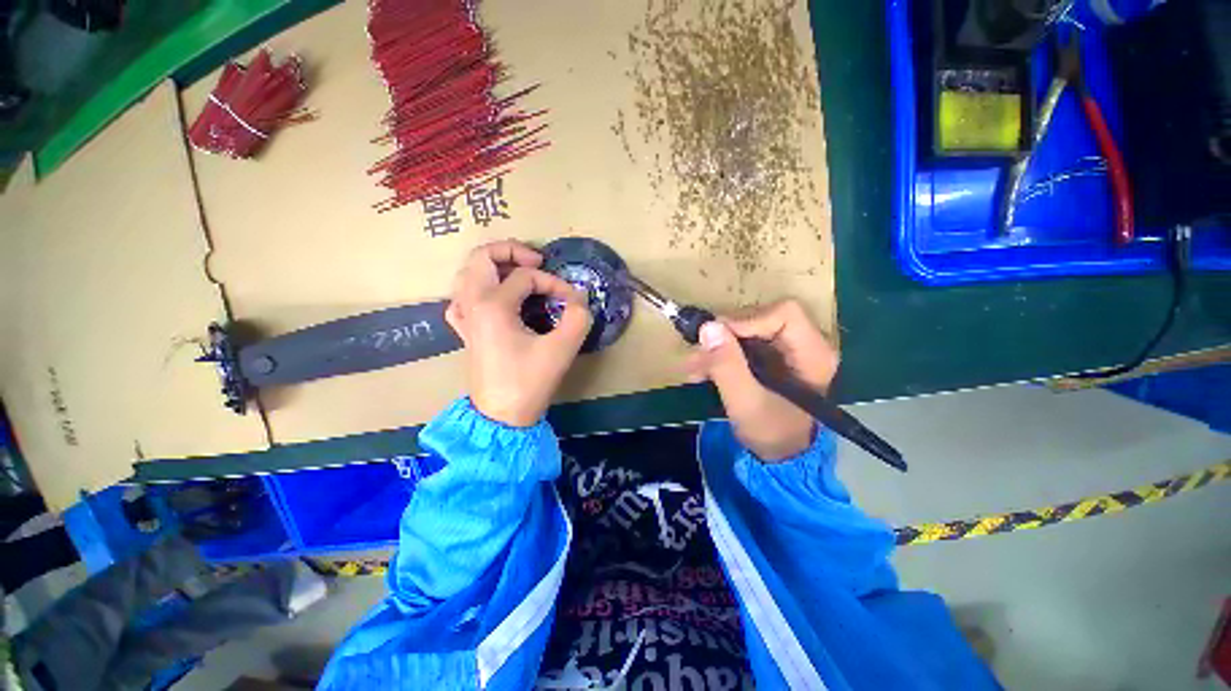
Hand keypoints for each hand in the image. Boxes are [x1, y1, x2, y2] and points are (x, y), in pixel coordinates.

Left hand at [446, 240, 591, 426]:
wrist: (502, 417)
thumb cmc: (529, 382)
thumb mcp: (562, 348)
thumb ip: (577, 316)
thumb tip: (578, 296)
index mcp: (492, 305)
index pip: (526, 277)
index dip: (553, 283)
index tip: (571, 300)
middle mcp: (472, 304)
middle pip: (481, 257)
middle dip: (511, 251)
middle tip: (536, 261)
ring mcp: (464, 317)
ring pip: (468, 273)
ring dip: (493, 265)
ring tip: (518, 273)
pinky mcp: (465, 330)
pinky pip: (462, 297)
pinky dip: (478, 287)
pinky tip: (493, 297)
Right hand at [684, 300, 838, 460]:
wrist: (779, 456)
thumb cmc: (771, 432)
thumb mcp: (745, 402)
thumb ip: (727, 366)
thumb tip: (708, 327)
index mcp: (813, 353)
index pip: (783, 314)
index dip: (747, 320)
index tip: (715, 338)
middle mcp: (804, 344)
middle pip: (761, 318)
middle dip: (724, 336)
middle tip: (696, 356)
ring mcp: (786, 349)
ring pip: (746, 330)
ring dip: (716, 347)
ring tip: (693, 368)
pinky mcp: (770, 357)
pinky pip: (742, 343)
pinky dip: (719, 354)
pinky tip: (701, 371)